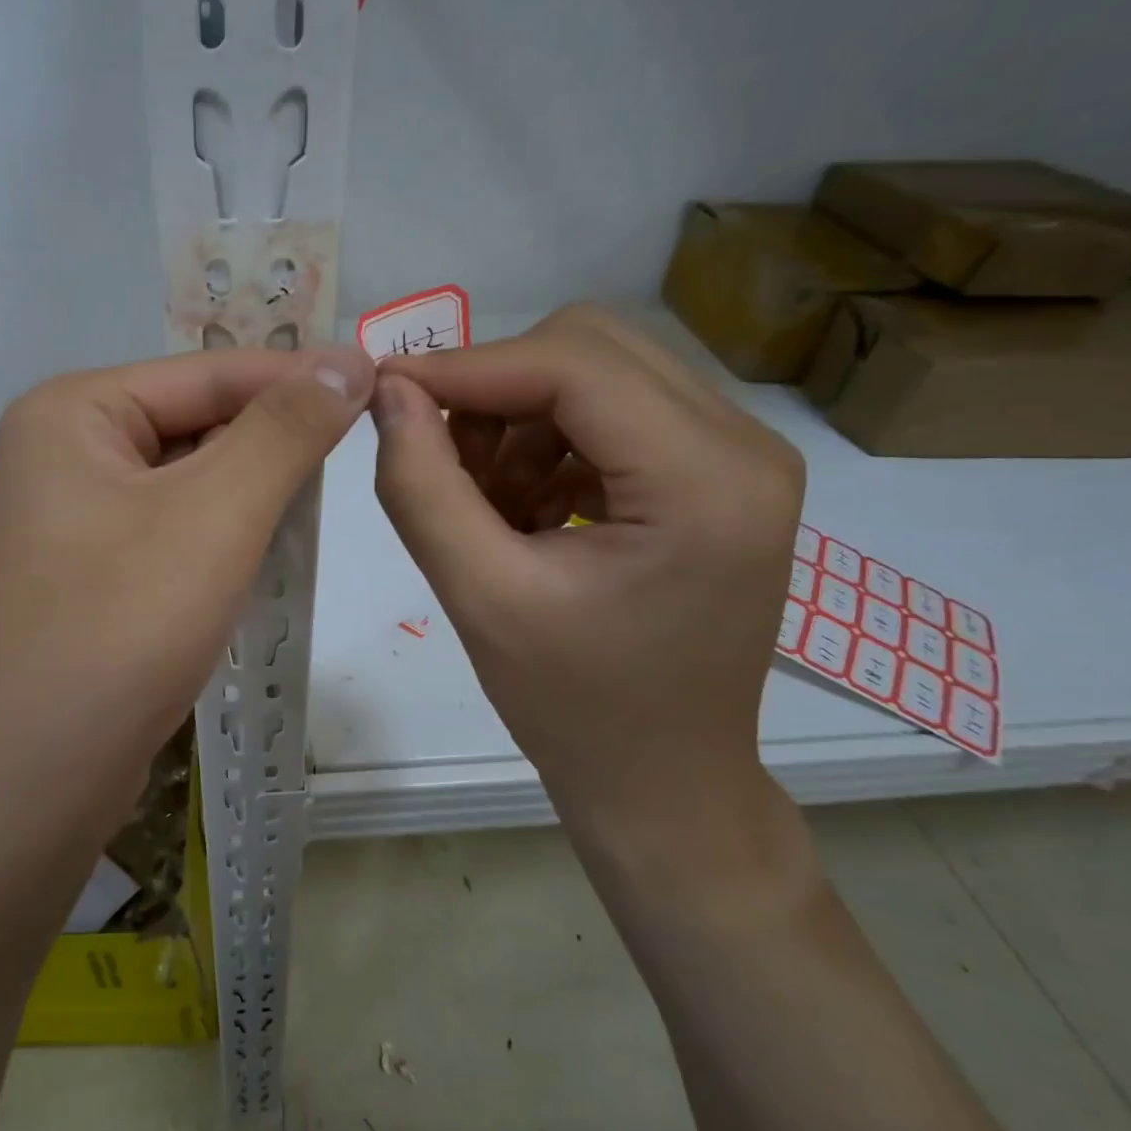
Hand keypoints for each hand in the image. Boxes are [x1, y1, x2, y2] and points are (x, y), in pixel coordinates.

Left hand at [0, 344, 373, 838]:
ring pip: (188, 480)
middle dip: (272, 443)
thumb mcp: (216, 516)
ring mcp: (70, 517)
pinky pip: (171, 528)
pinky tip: (262, 555)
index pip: (209, 373)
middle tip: (359, 453)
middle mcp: (62, 451)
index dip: (298, 377)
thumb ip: (284, 430)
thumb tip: (347, 356)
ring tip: (317, 507)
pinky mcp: (88, 572)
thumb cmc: (120, 631)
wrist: (31, 785)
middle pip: (195, 423)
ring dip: (252, 493)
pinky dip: (222, 535)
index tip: (381, 383)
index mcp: (72, 412)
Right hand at [371, 306, 803, 853]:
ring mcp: (739, 457)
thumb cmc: (574, 709)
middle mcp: (744, 446)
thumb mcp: (480, 598)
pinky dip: (548, 443)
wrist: (661, 782)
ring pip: (599, 372)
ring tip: (483, 501)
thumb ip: (423, 487)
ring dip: (520, 417)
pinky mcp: (717, 475)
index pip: (575, 365)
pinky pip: (613, 413)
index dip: (468, 366)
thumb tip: (390, 393)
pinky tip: (521, 509)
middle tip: (441, 455)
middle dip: (497, 388)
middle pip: (592, 348)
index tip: (386, 389)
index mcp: (706, 481)